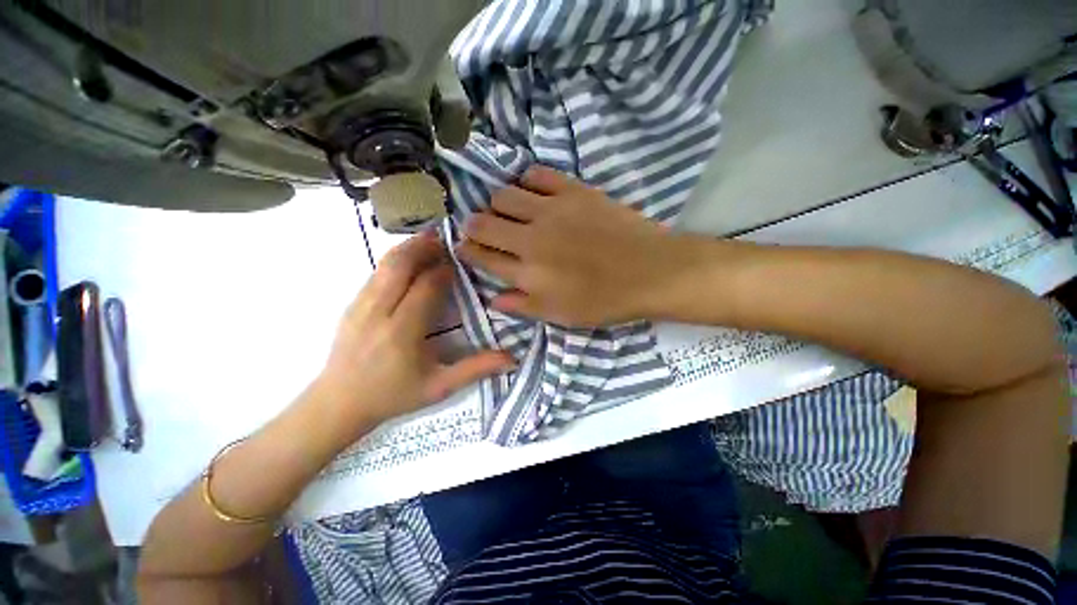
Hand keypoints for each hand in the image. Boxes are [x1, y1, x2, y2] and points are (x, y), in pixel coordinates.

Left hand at [315, 232, 513, 437]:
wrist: (339, 402)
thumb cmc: (394, 395)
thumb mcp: (439, 387)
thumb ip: (475, 369)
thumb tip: (512, 358)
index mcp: (402, 333)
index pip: (425, 288)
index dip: (444, 271)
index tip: (461, 262)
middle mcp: (378, 312)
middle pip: (400, 266)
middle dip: (425, 247)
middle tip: (447, 238)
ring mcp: (360, 305)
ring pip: (385, 264)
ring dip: (409, 248)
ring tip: (431, 239)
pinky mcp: (352, 303)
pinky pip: (377, 272)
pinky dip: (396, 258)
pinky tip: (410, 257)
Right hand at [456, 167, 695, 326]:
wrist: (652, 271)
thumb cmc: (607, 300)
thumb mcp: (563, 316)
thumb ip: (524, 307)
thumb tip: (494, 298)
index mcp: (528, 274)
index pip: (482, 258)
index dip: (467, 251)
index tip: (464, 247)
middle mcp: (531, 239)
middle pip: (483, 223)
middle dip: (474, 226)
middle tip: (482, 229)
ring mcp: (552, 211)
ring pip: (503, 195)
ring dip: (497, 204)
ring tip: (508, 212)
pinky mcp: (573, 190)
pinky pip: (536, 174)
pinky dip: (526, 181)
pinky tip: (532, 192)